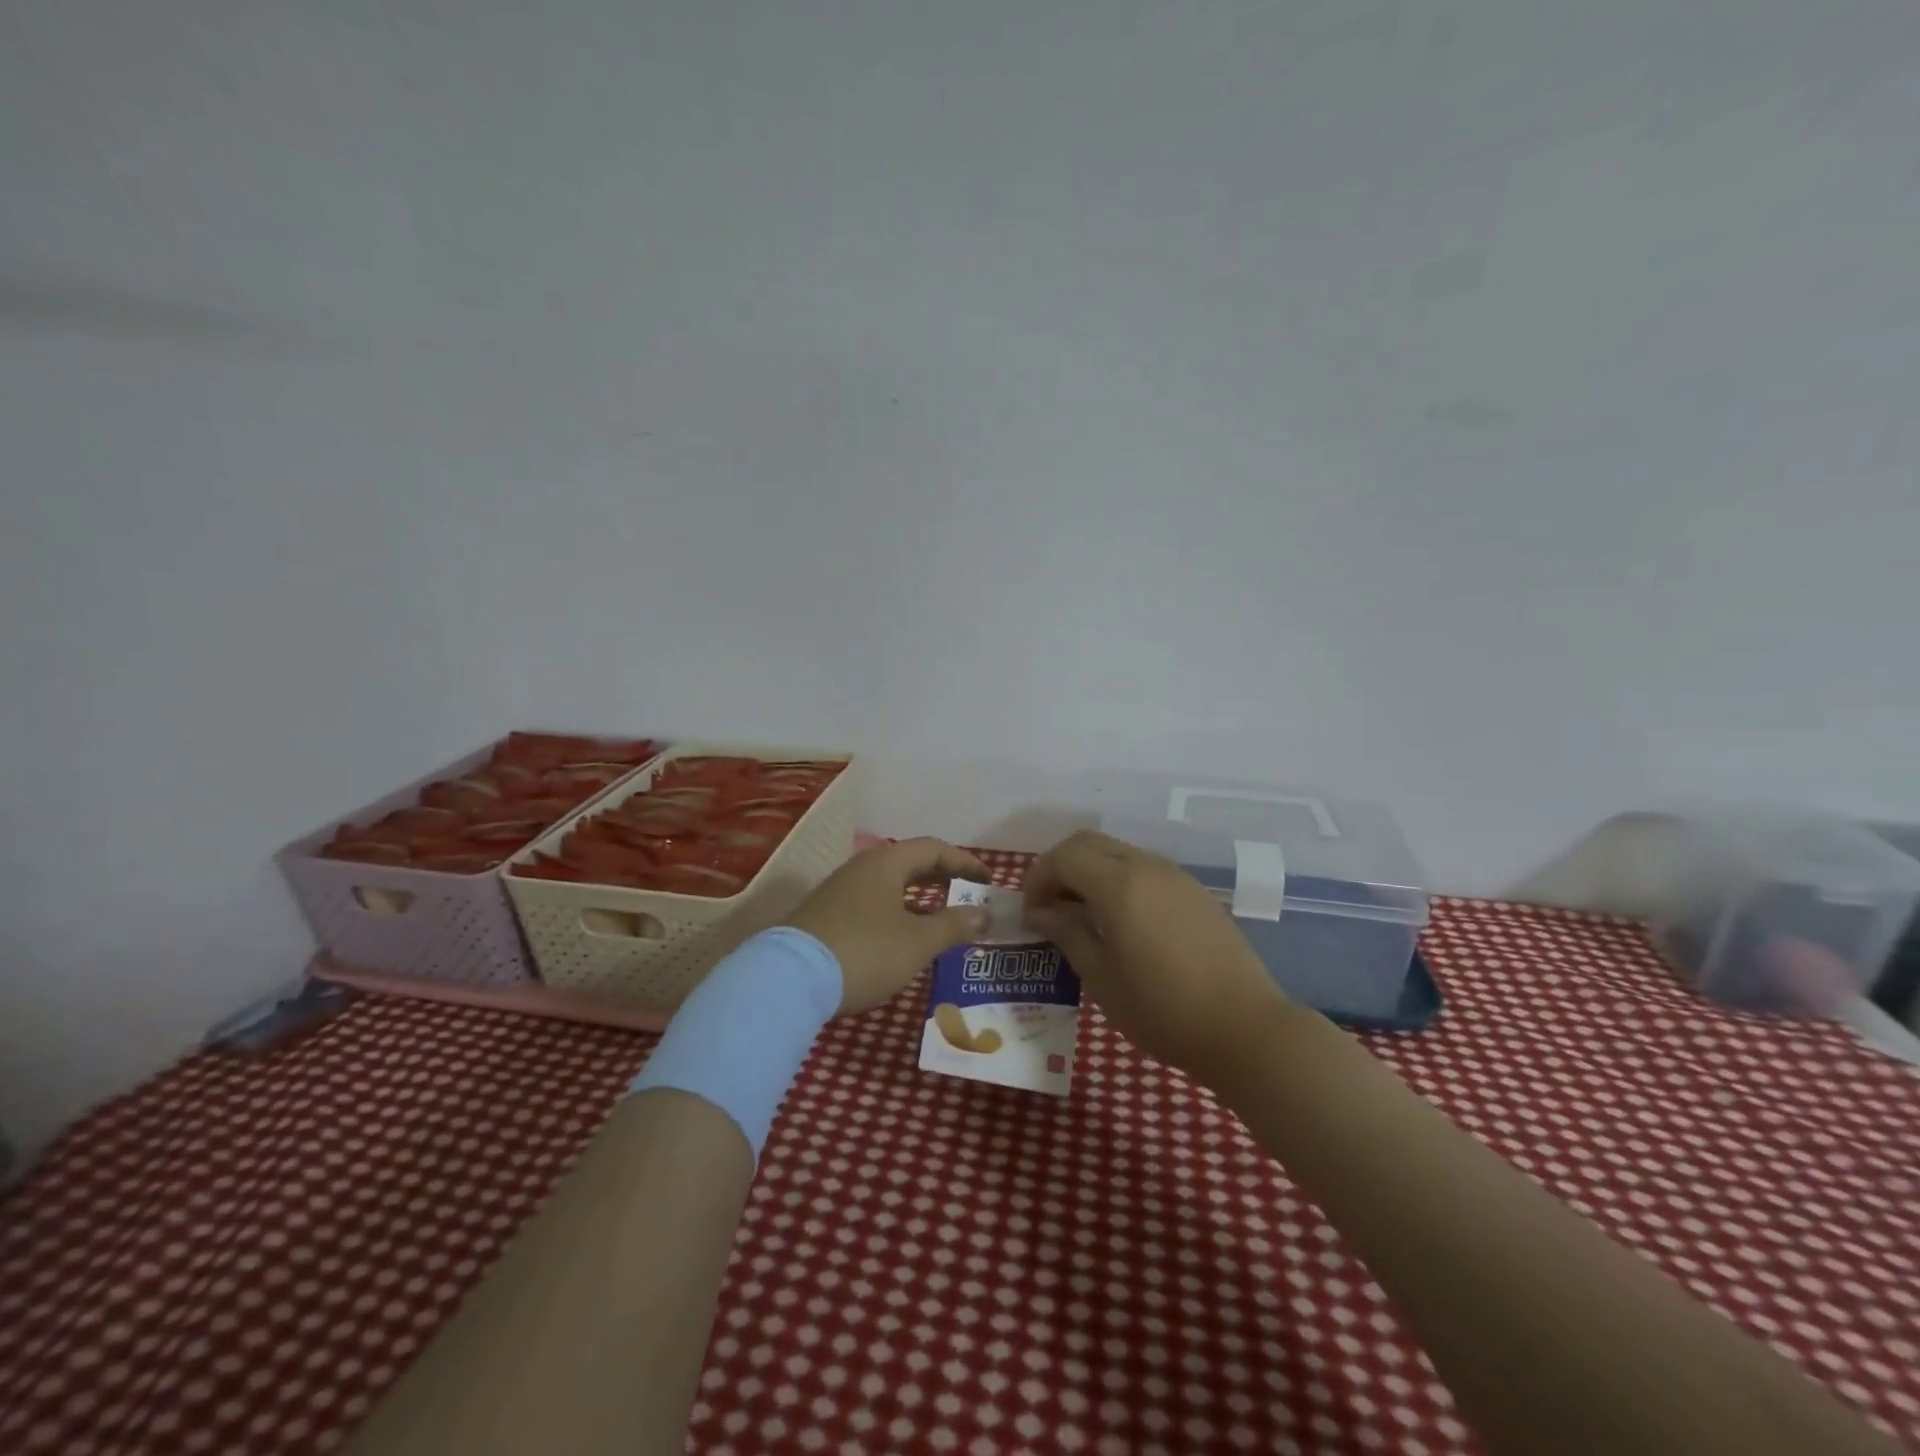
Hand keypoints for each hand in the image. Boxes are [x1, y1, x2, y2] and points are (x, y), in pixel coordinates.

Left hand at [785, 838, 992, 1015]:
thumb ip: (954, 925)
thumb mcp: (917, 942)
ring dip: (918, 897)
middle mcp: (861, 868)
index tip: (987, 880)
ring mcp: (839, 891)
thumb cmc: (864, 952)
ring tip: (940, 919)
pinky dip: (896, 911)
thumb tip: (984, 914)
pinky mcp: (825, 915)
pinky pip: (872, 902)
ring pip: (889, 884)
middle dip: (942, 878)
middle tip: (967, 896)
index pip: (933, 848)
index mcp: (885, 863)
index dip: (964, 862)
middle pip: (909, 863)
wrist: (789, 980)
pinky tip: (901, 937)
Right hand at [1022, 830, 1292, 1076]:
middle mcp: (1146, 866)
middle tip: (1049, 908)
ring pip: (1117, 852)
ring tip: (1081, 917)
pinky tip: (1120, 922)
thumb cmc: (1163, 1010)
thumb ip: (1067, 934)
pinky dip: (1117, 880)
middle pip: (1088, 843)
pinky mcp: (1194, 891)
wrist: (1245, 1028)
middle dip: (1060, 867)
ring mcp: (1175, 876)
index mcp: (1119, 884)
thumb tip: (1041, 912)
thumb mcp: (1101, 978)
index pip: (1063, 856)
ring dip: (1089, 872)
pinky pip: (1143, 869)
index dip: (1038, 878)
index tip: (1030, 914)